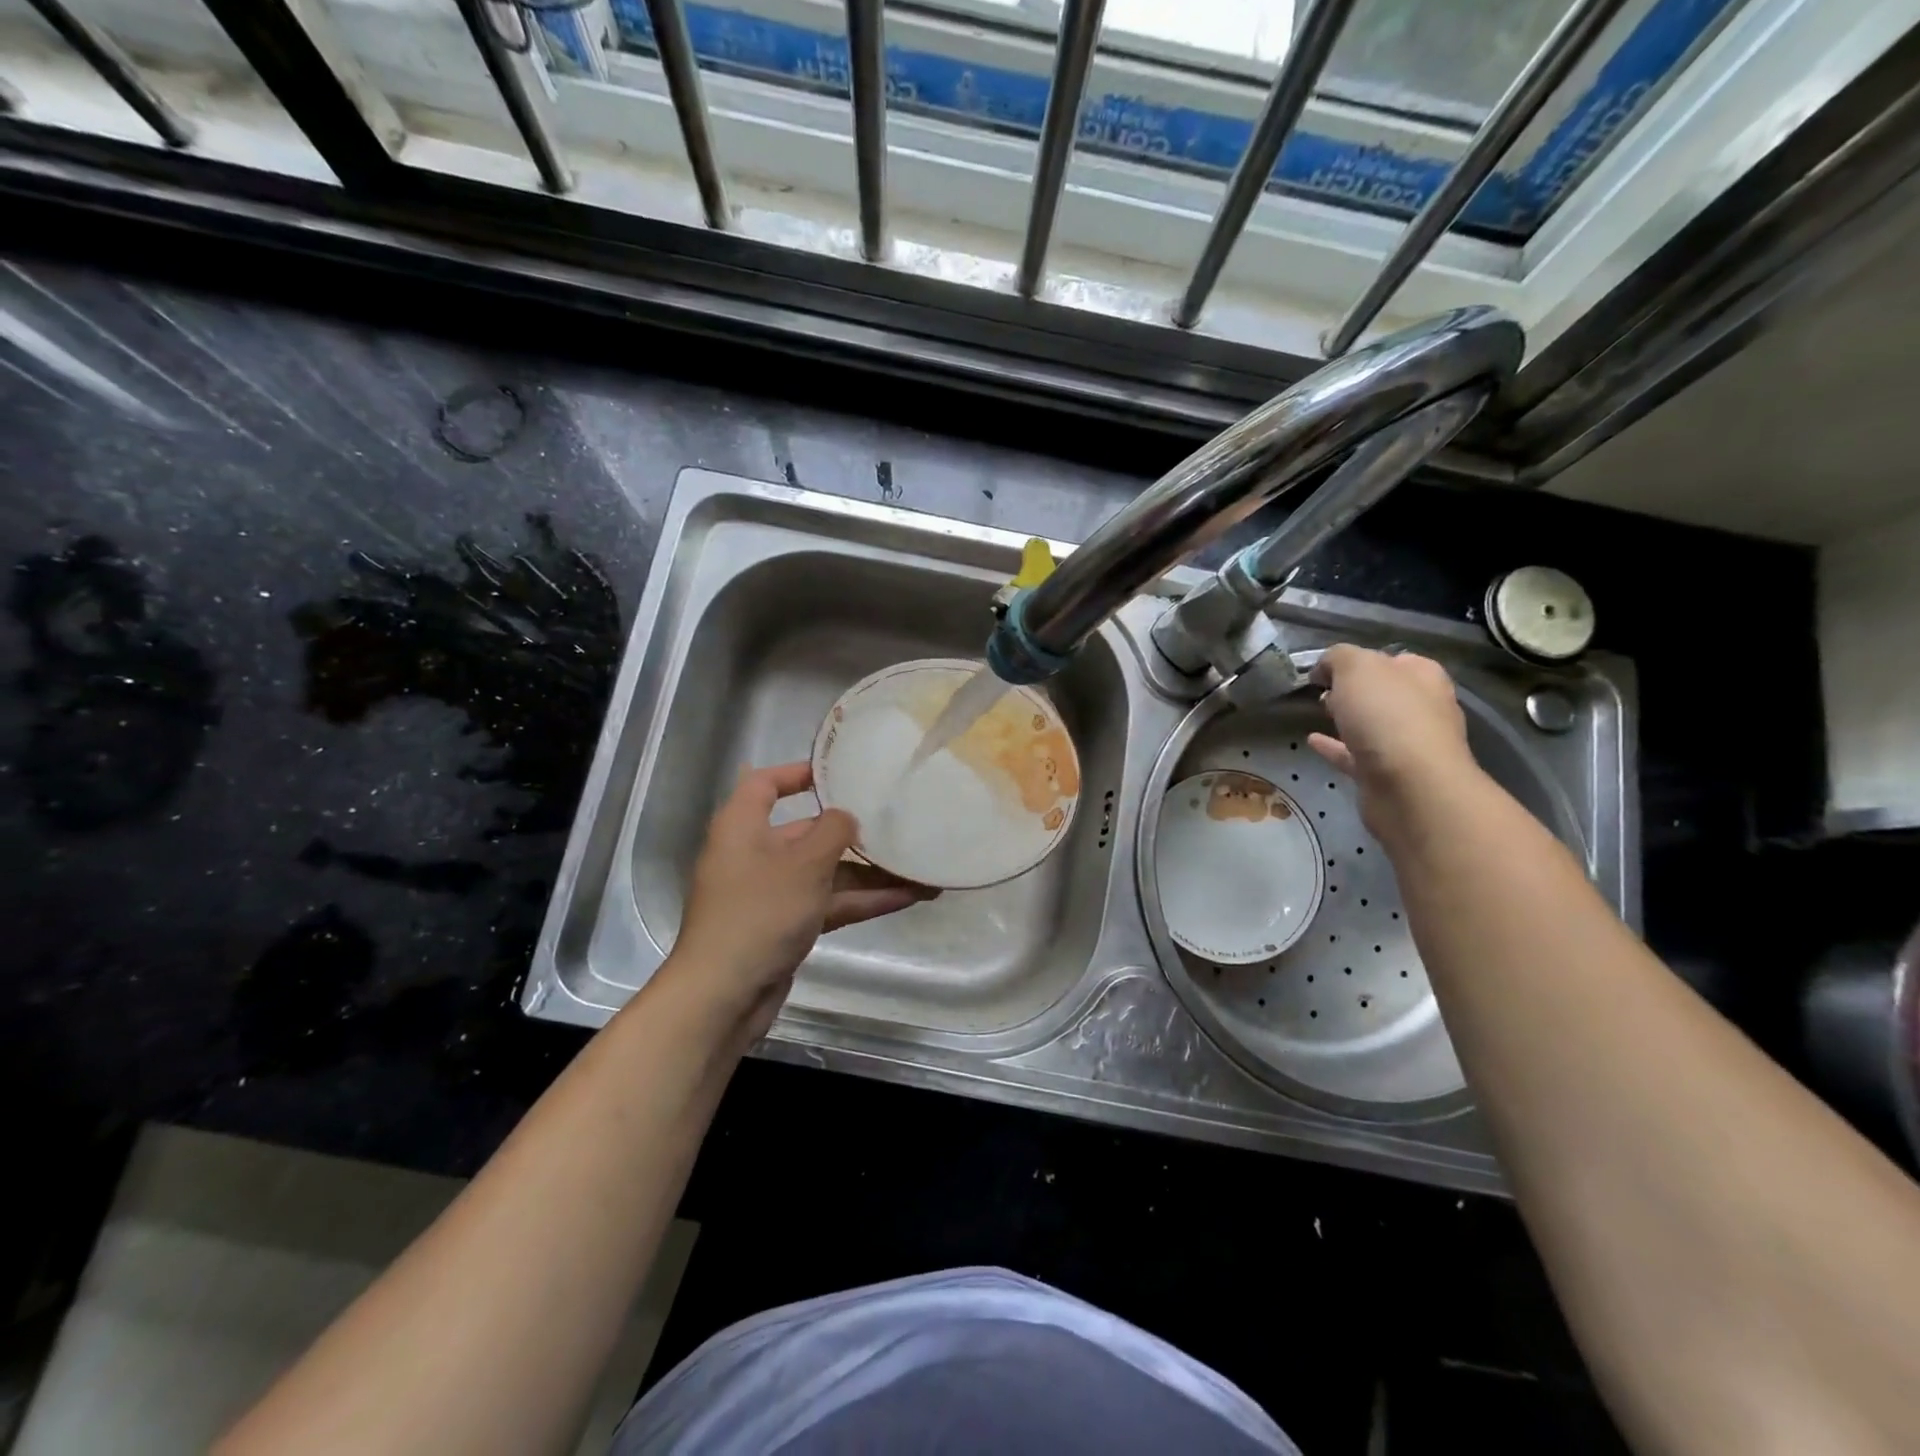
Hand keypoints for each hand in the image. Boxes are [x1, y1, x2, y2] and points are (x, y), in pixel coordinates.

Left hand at [666, 762, 936, 1034]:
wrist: (724, 996)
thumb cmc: (760, 912)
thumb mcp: (804, 863)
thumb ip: (833, 831)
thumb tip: (846, 817)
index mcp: (742, 826)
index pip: (765, 783)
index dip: (799, 772)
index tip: (840, 772)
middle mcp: (754, 853)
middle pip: (807, 831)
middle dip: (854, 833)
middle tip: (898, 825)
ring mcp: (770, 893)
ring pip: (824, 872)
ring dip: (868, 873)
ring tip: (918, 869)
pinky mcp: (784, 925)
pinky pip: (826, 902)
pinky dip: (860, 900)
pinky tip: (905, 897)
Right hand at [1306, 644, 1477, 840]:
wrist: (1410, 788)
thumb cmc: (1388, 716)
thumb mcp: (1357, 667)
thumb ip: (1338, 658)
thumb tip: (1325, 668)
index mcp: (1422, 677)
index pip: (1394, 660)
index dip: (1362, 659)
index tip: (1327, 668)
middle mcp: (1421, 709)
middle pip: (1384, 693)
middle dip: (1355, 690)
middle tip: (1322, 689)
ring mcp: (1406, 745)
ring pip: (1371, 725)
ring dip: (1347, 718)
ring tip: (1316, 711)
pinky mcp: (1387, 775)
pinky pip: (1355, 756)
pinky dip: (1335, 747)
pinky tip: (1312, 741)